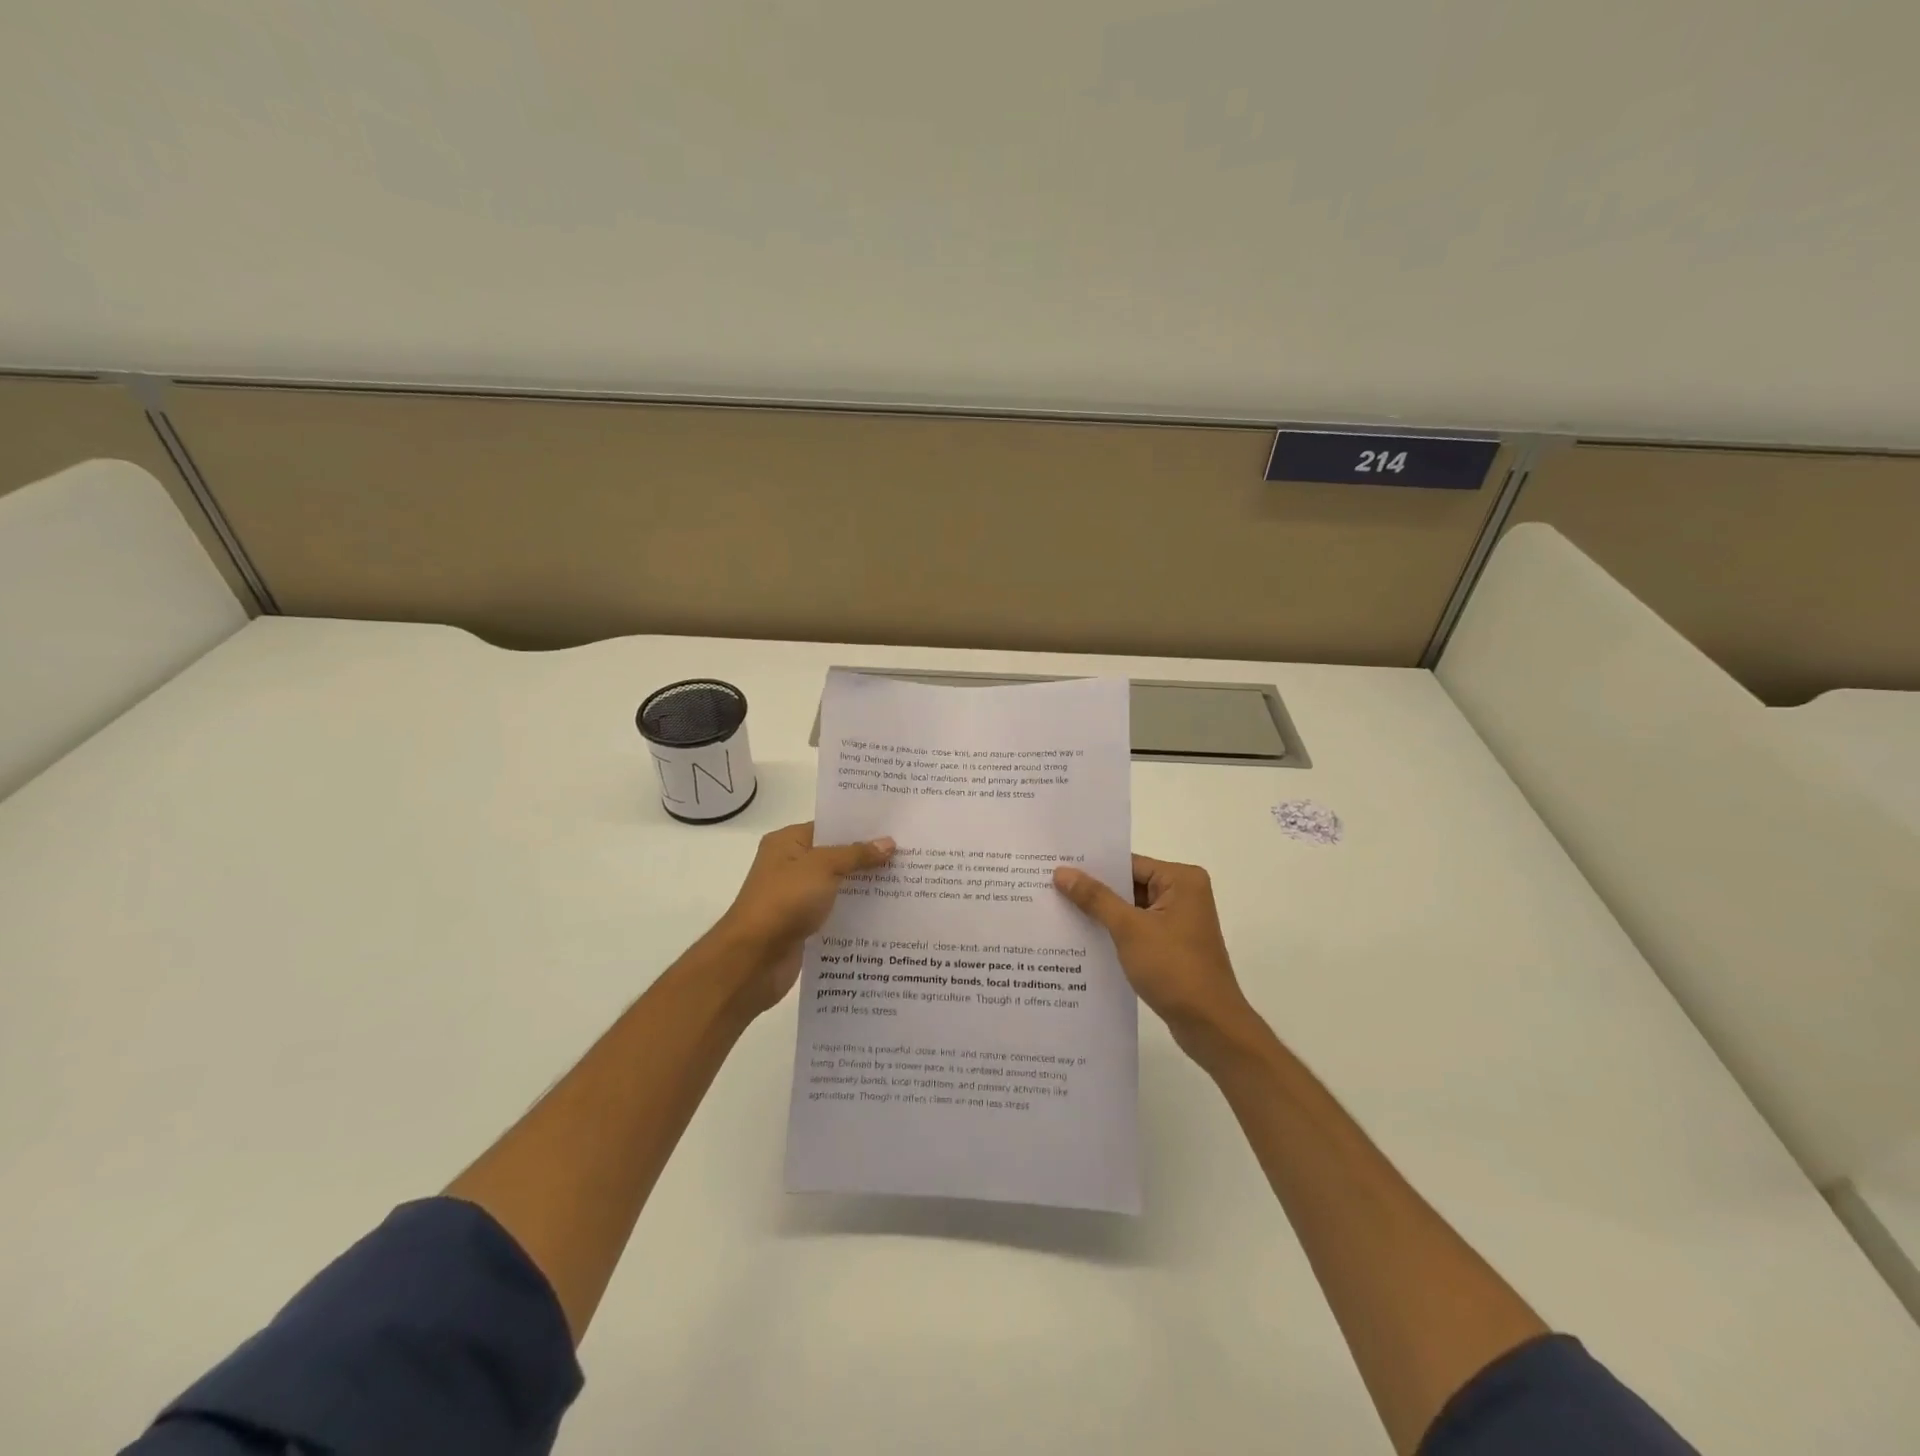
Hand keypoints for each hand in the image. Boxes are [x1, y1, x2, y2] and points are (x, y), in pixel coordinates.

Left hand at [712, 822, 894, 1017]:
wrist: (752, 960)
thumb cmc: (784, 901)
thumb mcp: (823, 867)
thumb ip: (856, 854)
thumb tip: (888, 842)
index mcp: (788, 843)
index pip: (829, 826)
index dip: (861, 827)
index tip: (896, 827)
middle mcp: (790, 866)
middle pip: (836, 856)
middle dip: (869, 857)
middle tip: (910, 854)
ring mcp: (797, 898)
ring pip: (838, 886)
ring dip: (865, 887)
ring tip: (906, 882)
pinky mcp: (804, 926)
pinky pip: (836, 912)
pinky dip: (856, 912)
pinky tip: (887, 914)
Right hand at [1054, 855, 1258, 1057]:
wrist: (1210, 1026)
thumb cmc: (1174, 969)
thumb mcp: (1129, 929)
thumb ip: (1095, 898)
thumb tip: (1062, 872)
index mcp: (1181, 880)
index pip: (1129, 864)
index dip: (1092, 867)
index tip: (1056, 867)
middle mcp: (1183, 894)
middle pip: (1129, 884)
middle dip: (1093, 890)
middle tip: (1049, 886)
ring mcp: (1178, 922)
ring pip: (1130, 909)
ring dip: (1101, 914)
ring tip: (1057, 910)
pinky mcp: (1172, 946)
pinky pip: (1136, 929)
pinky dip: (1113, 933)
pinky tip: (1082, 938)